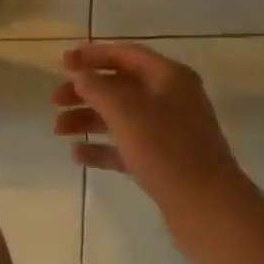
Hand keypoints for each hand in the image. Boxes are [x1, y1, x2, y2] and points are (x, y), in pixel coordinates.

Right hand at [52, 42, 240, 205]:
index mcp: (169, 78)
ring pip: (120, 116)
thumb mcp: (124, 110)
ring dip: (87, 119)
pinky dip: (101, 147)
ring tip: (58, 130)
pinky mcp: (165, 162)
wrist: (208, 209)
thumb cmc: (165, 149)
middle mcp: (171, 99)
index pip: (126, 54)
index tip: (63, 62)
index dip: (93, 55)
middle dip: (85, 91)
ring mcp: (169, 132)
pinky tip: (77, 154)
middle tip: (55, 100)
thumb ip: (96, 86)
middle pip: (119, 86)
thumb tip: (80, 74)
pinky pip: (126, 146)